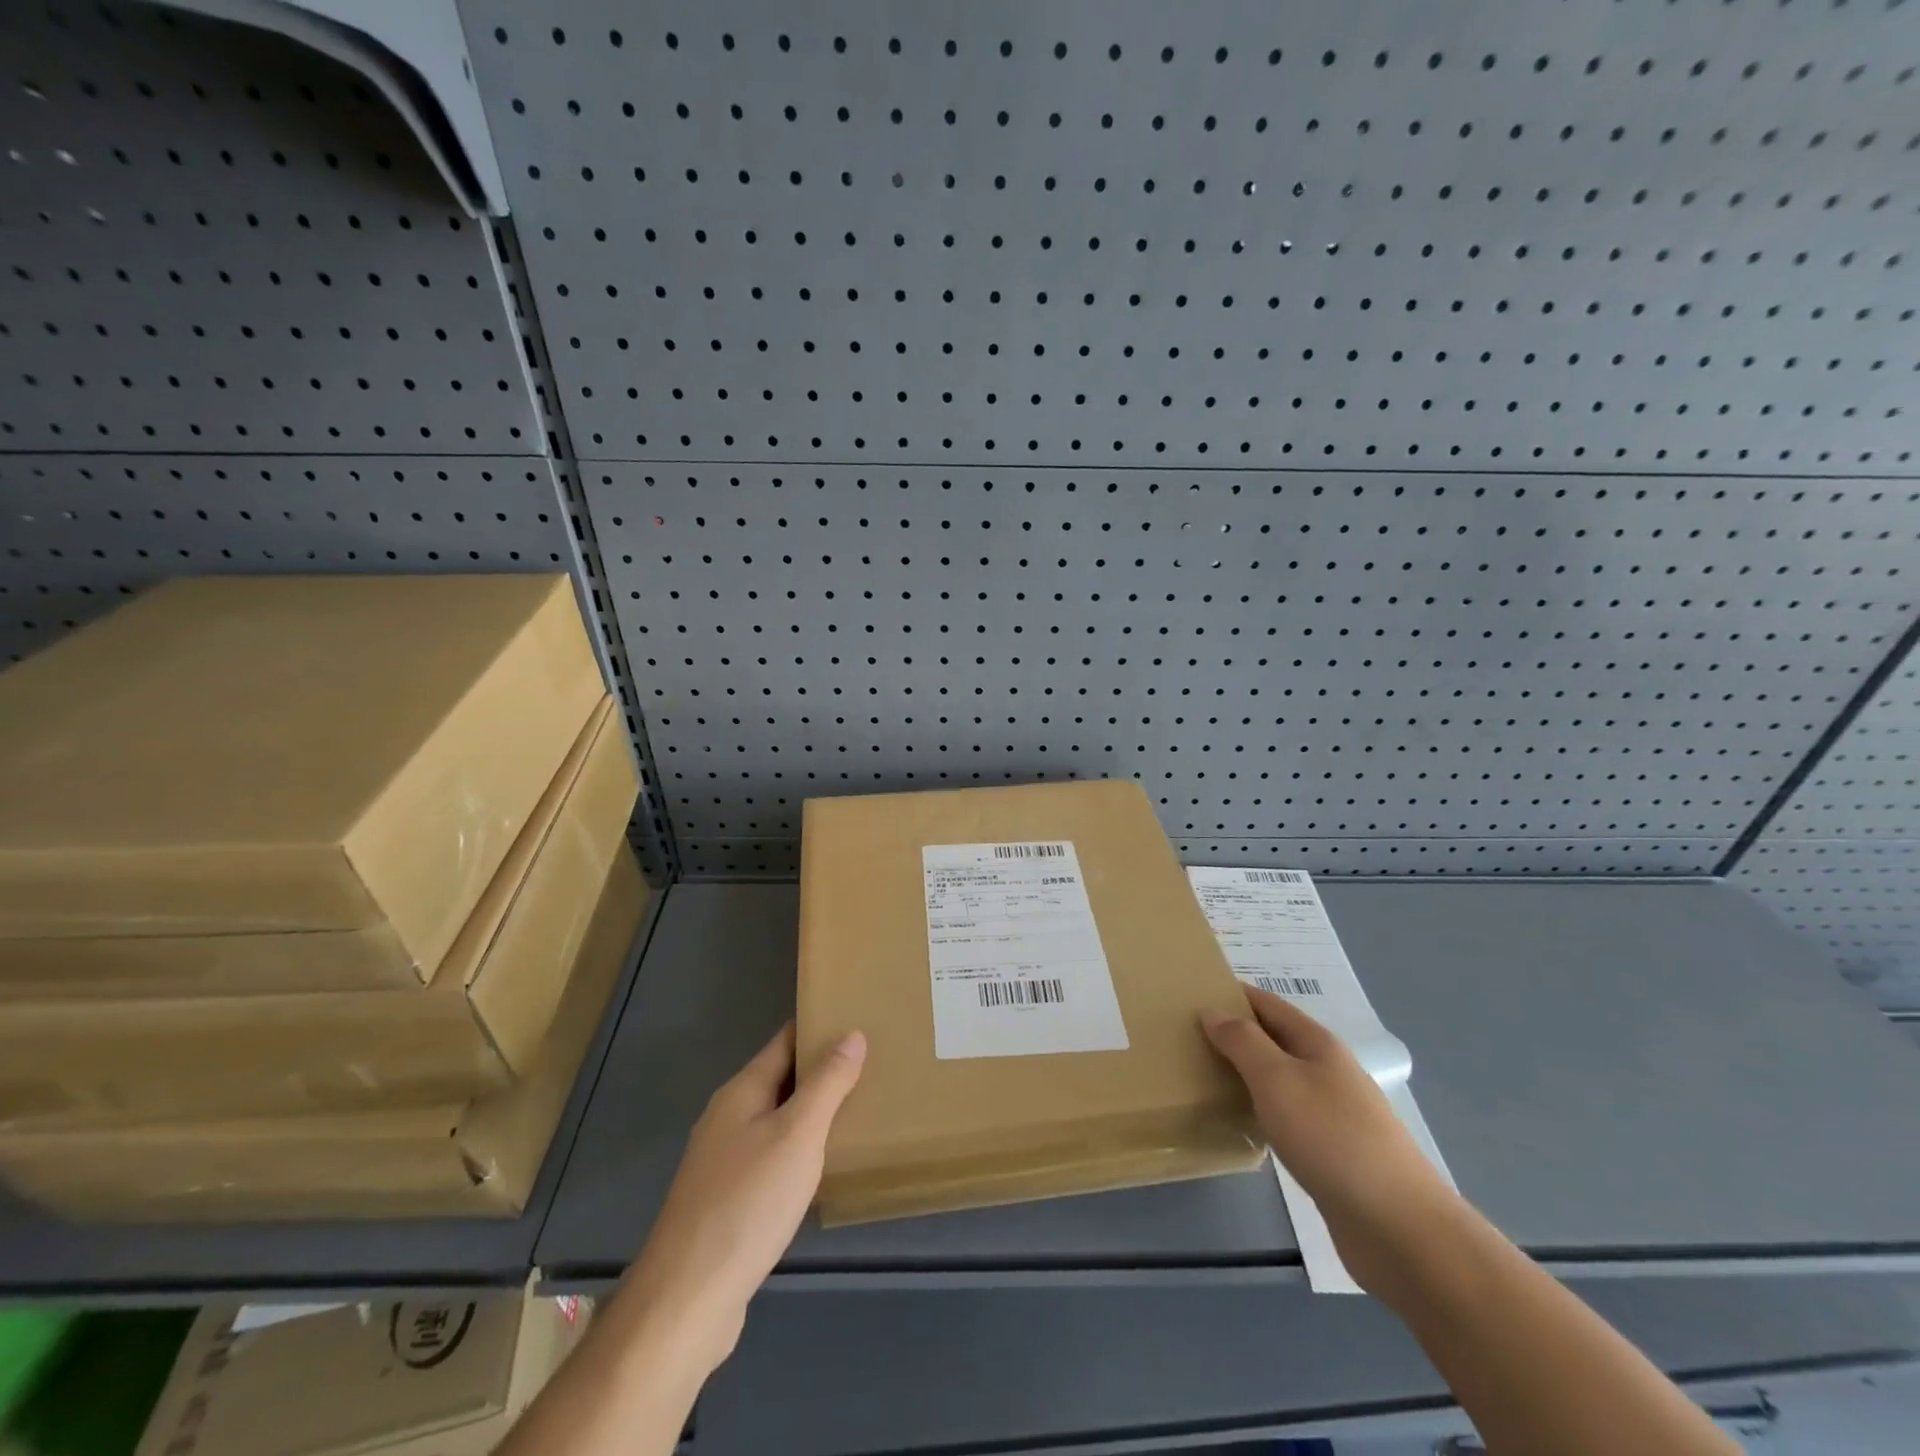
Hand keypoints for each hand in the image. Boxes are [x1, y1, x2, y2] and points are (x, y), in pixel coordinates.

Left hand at [623, 1022, 865, 1371]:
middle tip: (873, 1065)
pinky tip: (823, 1169)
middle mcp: (727, 1119)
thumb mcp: (798, 1135)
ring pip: (776, 1122)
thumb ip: (827, 1084)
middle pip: (780, 1080)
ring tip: (859, 1111)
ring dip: (812, 1114)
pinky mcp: (726, 1203)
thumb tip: (852, 1034)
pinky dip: (799, 1153)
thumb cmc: (747, 1204)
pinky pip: (771, 1159)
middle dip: (821, 1071)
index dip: (819, 1028)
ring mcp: (723, 1163)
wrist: (685, 1302)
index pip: (785, 1042)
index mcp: (741, 1093)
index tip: (859, 1019)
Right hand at [1202, 987, 1456, 1292]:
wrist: (1399, 1228)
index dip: (1233, 995)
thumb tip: (1213, 1011)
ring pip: (1280, 1079)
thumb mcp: (1277, 1079)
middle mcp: (1328, 1071)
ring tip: (1203, 1076)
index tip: (1191, 993)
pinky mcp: (1333, 1153)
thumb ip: (1242, 1042)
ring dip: (1246, 1073)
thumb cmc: (1332, 1139)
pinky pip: (1287, 1116)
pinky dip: (1260, 1110)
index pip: (1268, 1004)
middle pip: (1274, 1040)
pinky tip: (1241, 1124)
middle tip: (1187, 1037)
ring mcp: (1334, 1114)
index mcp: (1318, 1044)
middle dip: (1235, 1034)